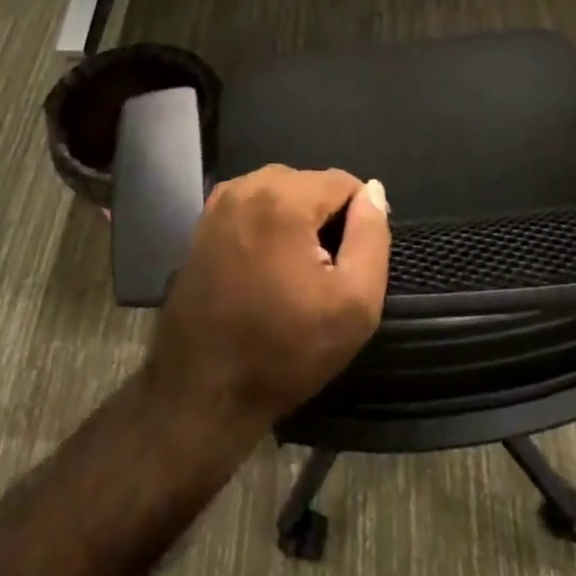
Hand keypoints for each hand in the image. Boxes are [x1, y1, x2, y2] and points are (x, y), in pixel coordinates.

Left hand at [143, 166, 391, 440]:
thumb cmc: (285, 350)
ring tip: (293, 275)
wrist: (203, 393)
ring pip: (280, 193)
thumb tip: (373, 191)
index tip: (349, 265)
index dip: (358, 221)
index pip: (343, 182)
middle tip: (322, 275)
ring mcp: (218, 204)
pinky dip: (267, 228)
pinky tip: (264, 271)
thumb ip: (372, 236)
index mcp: (283, 197)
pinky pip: (252, 208)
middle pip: (309, 184)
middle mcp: (246, 186)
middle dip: (325, 219)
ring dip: (296, 222)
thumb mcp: (355, 303)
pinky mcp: (202, 226)